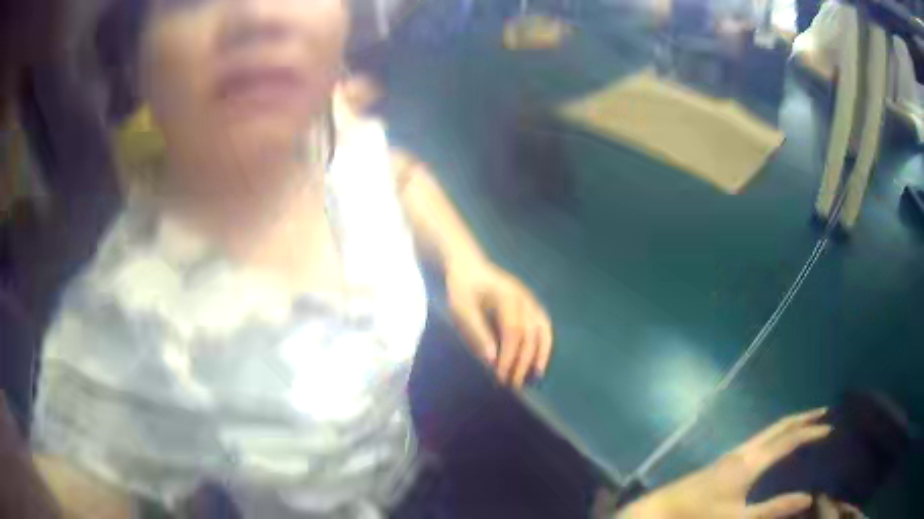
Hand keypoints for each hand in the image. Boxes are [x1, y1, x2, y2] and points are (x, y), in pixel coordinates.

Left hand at [445, 260, 552, 386]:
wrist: (468, 267)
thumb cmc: (462, 289)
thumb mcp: (462, 308)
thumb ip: (477, 332)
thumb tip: (491, 360)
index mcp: (507, 296)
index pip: (513, 332)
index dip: (509, 356)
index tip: (501, 376)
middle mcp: (524, 298)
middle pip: (530, 334)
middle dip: (523, 361)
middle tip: (513, 384)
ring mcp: (531, 300)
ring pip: (542, 330)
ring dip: (540, 354)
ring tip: (535, 376)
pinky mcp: (532, 305)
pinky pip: (544, 325)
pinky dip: (545, 344)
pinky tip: (540, 360)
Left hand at [618, 408, 832, 518]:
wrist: (660, 510)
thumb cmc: (700, 515)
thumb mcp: (739, 518)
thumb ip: (774, 509)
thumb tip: (808, 497)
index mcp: (751, 461)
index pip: (789, 439)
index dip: (811, 432)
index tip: (831, 427)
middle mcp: (744, 451)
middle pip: (779, 426)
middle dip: (803, 418)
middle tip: (824, 414)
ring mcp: (732, 454)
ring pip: (768, 431)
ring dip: (789, 426)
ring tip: (806, 427)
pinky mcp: (723, 462)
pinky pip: (758, 441)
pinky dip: (775, 437)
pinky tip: (775, 448)